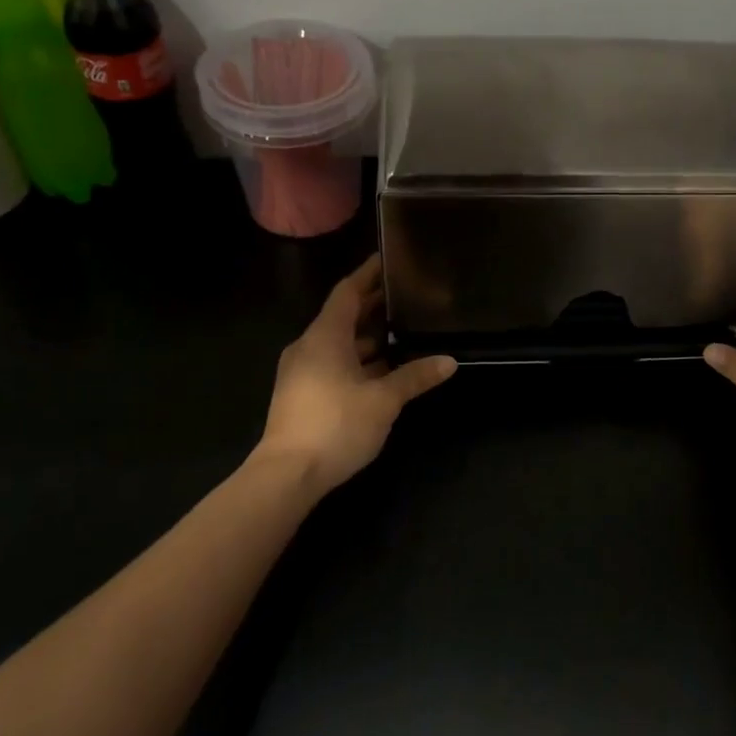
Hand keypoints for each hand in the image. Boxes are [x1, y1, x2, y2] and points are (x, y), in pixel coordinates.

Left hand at [256, 255, 457, 498]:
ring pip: (339, 343)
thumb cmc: (335, 425)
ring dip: (368, 337)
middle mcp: (310, 346)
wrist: (287, 475)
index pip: (348, 292)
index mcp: (325, 336)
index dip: (368, 274)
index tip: (388, 260)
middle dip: (373, 306)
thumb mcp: (383, 400)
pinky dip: (358, 359)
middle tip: (406, 296)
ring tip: (402, 332)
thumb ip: (414, 377)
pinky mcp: (302, 394)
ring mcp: (302, 371)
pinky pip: (334, 363)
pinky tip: (383, 370)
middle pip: (343, 316)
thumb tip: (448, 361)